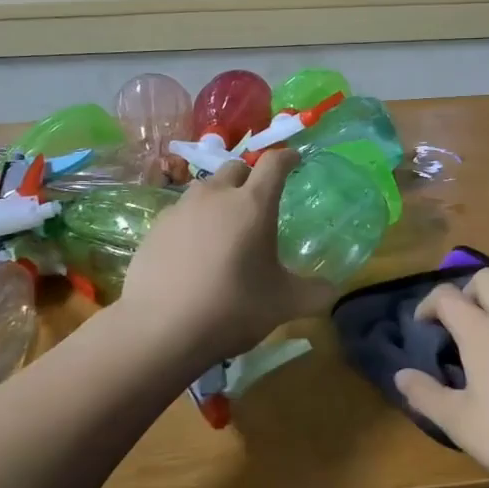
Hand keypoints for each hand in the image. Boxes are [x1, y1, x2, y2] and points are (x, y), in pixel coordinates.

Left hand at [117, 149, 335, 364]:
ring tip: (225, 227)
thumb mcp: (284, 304)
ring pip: (205, 188)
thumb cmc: (232, 308)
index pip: (274, 163)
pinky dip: (194, 221)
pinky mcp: (155, 227)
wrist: (160, 330)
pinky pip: (182, 212)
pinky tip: (194, 251)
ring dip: (220, 197)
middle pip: (236, 167)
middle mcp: (216, 196)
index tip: (294, 160)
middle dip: (251, 176)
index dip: (287, 157)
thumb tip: (333, 290)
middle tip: (258, 201)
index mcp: (253, 204)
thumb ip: (315, 292)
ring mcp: (181, 209)